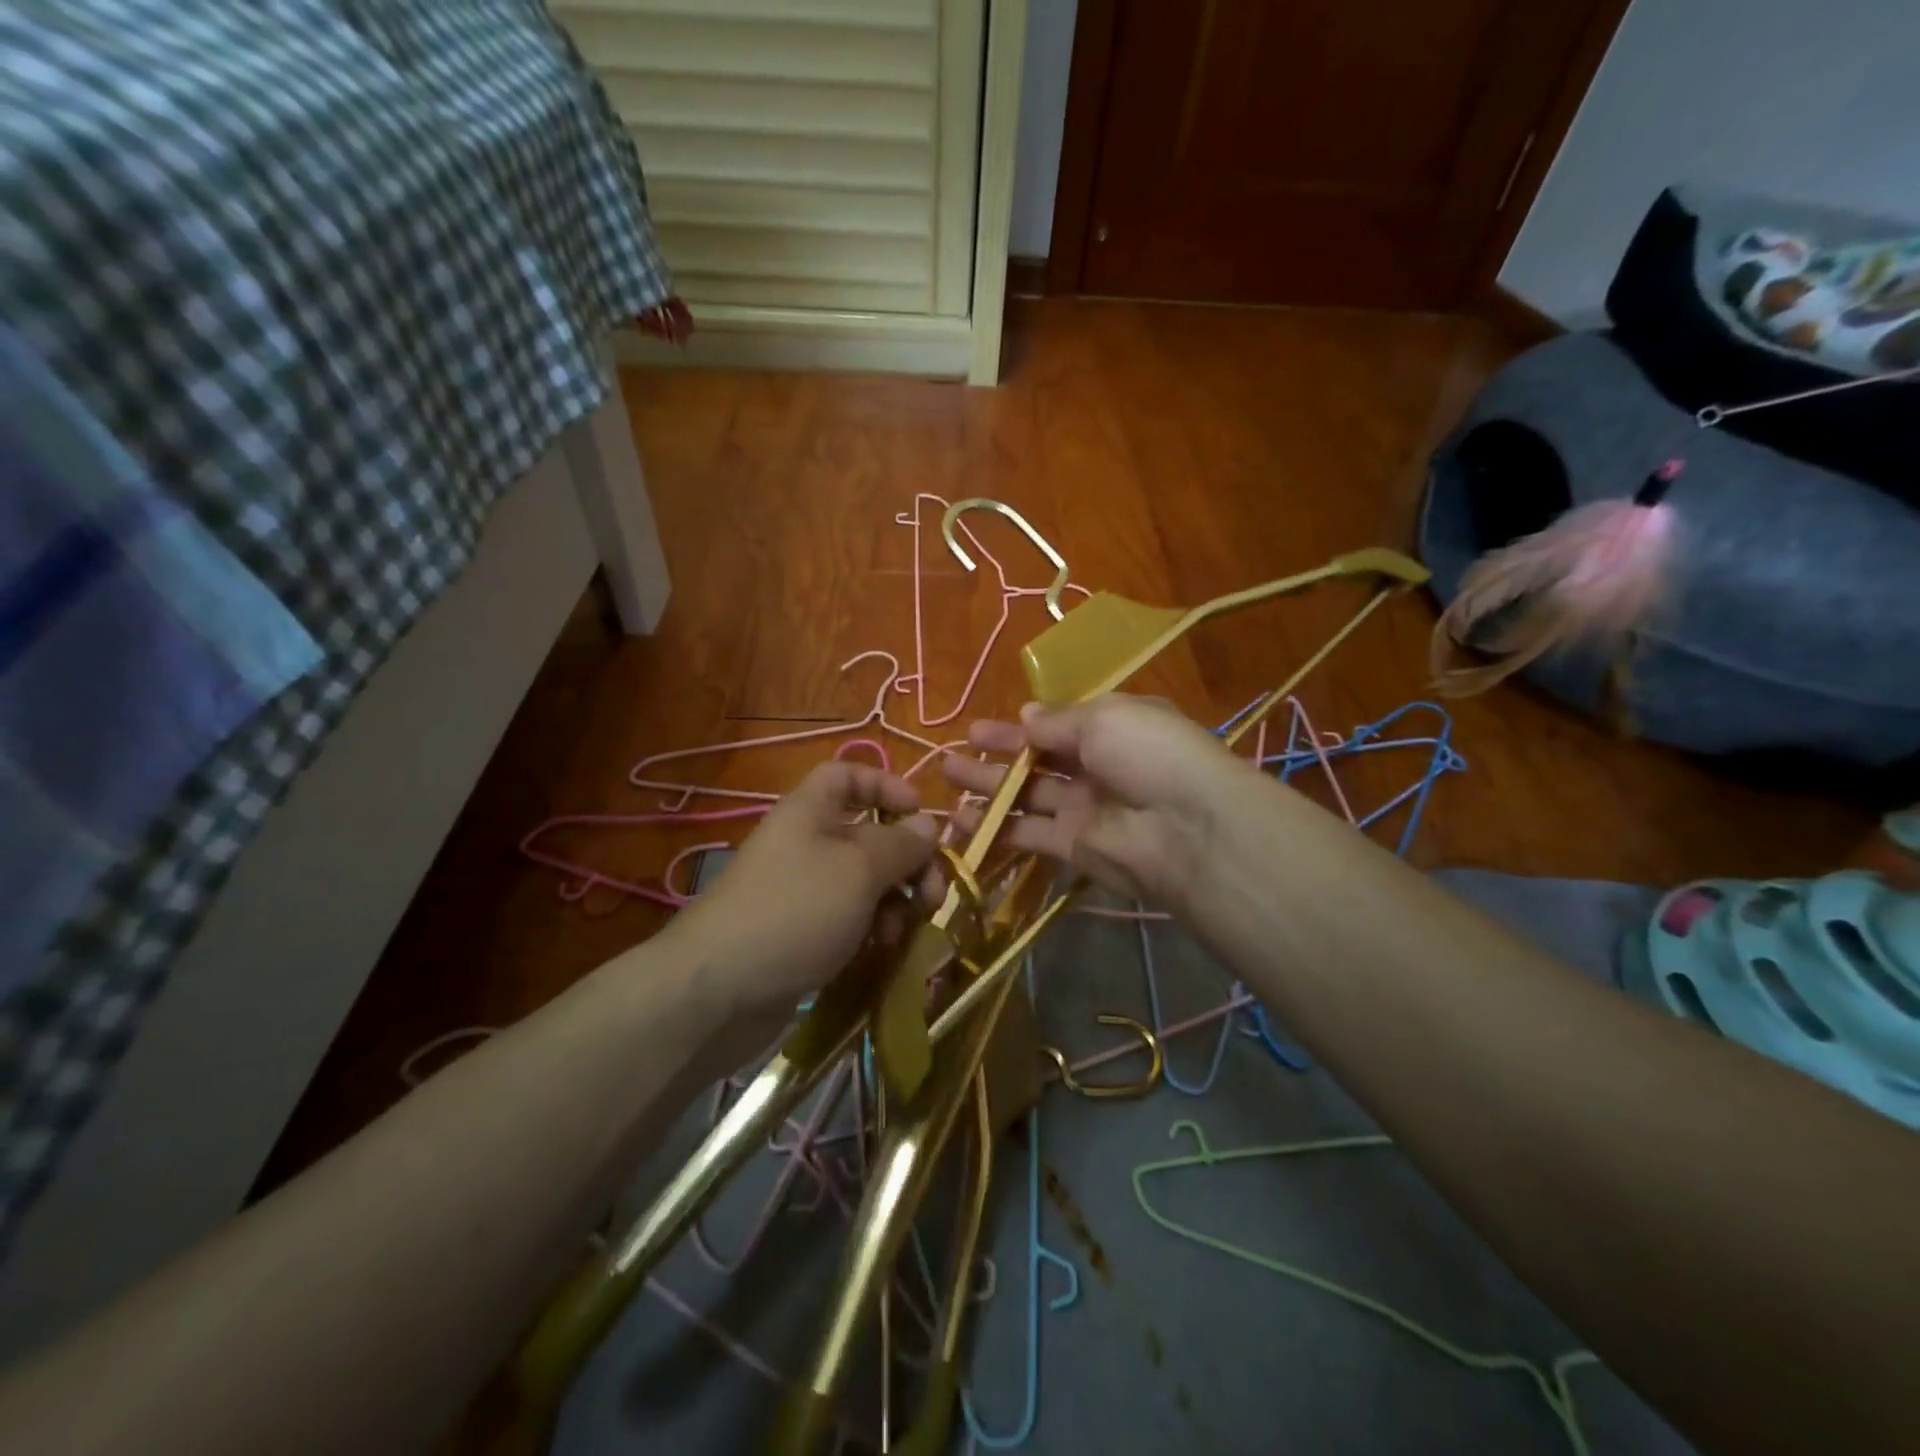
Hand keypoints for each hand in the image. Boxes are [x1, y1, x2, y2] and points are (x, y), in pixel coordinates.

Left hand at [666, 761, 938, 1021]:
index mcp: (810, 812)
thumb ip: (901, 845)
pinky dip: (873, 929)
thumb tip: (929, 825)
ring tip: (904, 930)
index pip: (847, 775)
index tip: (921, 814)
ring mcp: (804, 893)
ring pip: (865, 883)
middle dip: (908, 860)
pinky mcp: (805, 935)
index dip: (886, 785)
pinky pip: (851, 920)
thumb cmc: (795, 911)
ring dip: (896, 901)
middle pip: (868, 835)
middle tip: (934, 894)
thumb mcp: (859, 870)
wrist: (718, 993)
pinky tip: (884, 951)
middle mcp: (806, 845)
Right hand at [940, 695, 1250, 911]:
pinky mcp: (1072, 847)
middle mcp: (1096, 767)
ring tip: (947, 779)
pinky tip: (960, 821)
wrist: (1185, 828)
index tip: (982, 728)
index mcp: (1111, 729)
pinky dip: (996, 828)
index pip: (1058, 726)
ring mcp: (1083, 809)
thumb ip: (1057, 721)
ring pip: (1026, 797)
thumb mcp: (1104, 718)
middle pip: (1037, 760)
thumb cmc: (1148, 753)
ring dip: (988, 788)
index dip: (1020, 727)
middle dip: (997, 754)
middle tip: (954, 752)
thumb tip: (1025, 714)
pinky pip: (1027, 833)